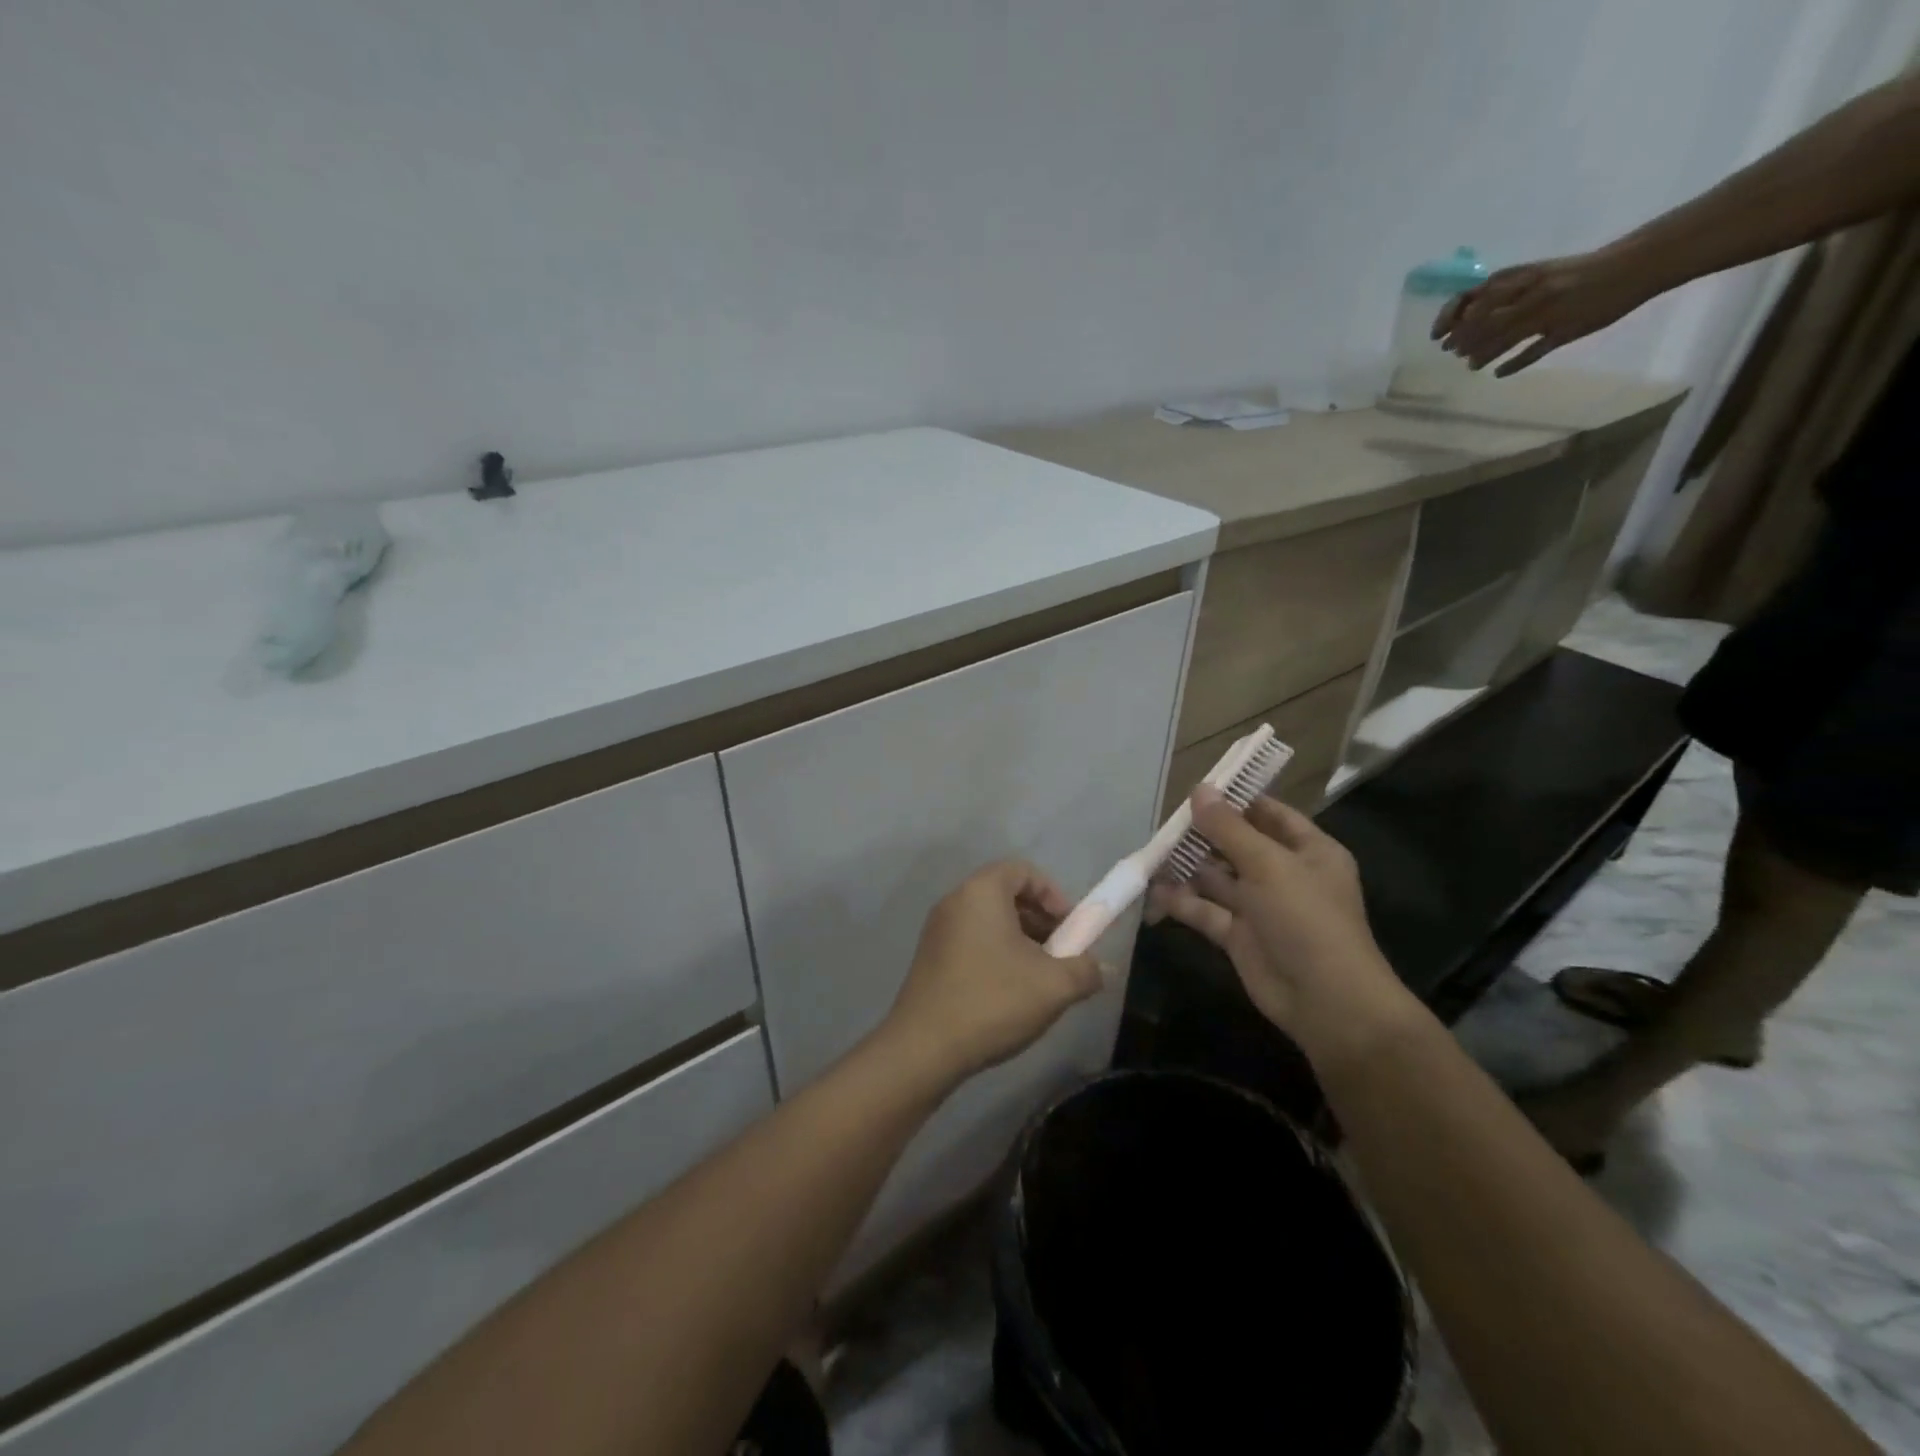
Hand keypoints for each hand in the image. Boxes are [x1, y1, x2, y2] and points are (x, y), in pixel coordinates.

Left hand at [879, 861, 1104, 1088]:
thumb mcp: (1054, 986)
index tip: (1070, 928)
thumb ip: (1085, 969)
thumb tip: (1097, 968)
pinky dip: (996, 953)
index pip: (1023, 870)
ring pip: (989, 920)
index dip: (1053, 894)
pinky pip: (971, 939)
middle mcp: (955, 901)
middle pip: (1006, 893)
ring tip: (1039, 978)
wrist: (924, 1047)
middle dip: (1040, 919)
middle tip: (1060, 954)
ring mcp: (937, 930)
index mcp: (981, 892)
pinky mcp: (929, 957)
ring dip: (1020, 940)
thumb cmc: (993, 1001)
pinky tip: (1009, 993)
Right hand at [1148, 789, 1419, 1067]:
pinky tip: (1153, 891)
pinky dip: (1182, 901)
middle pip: (1237, 845)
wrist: (1325, 1002)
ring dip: (1187, 867)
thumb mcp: (1268, 864)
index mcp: (1308, 851)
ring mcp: (1260, 907)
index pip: (1269, 814)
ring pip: (1217, 878)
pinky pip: (1206, 911)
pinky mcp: (1238, 936)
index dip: (1236, 800)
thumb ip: (1229, 828)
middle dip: (1202, 835)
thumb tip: (1199, 789)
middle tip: (1163, 823)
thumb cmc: (1306, 919)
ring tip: (1151, 853)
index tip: (1196, 790)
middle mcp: (1284, 874)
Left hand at [1433, 248, 1658, 374]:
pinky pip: (1534, 352)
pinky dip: (1512, 364)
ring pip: (1505, 338)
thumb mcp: (1536, 273)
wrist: (1634, 264)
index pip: (1474, 298)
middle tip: (1454, 353)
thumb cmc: (1576, 272)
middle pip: (1485, 322)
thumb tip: (1462, 314)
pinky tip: (1498, 373)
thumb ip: (1502, 291)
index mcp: (1524, 276)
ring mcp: (1552, 312)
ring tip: (1472, 365)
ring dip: (1483, 354)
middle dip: (1464, 340)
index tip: (1437, 336)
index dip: (1450, 318)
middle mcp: (1533, 292)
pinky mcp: (1568, 330)